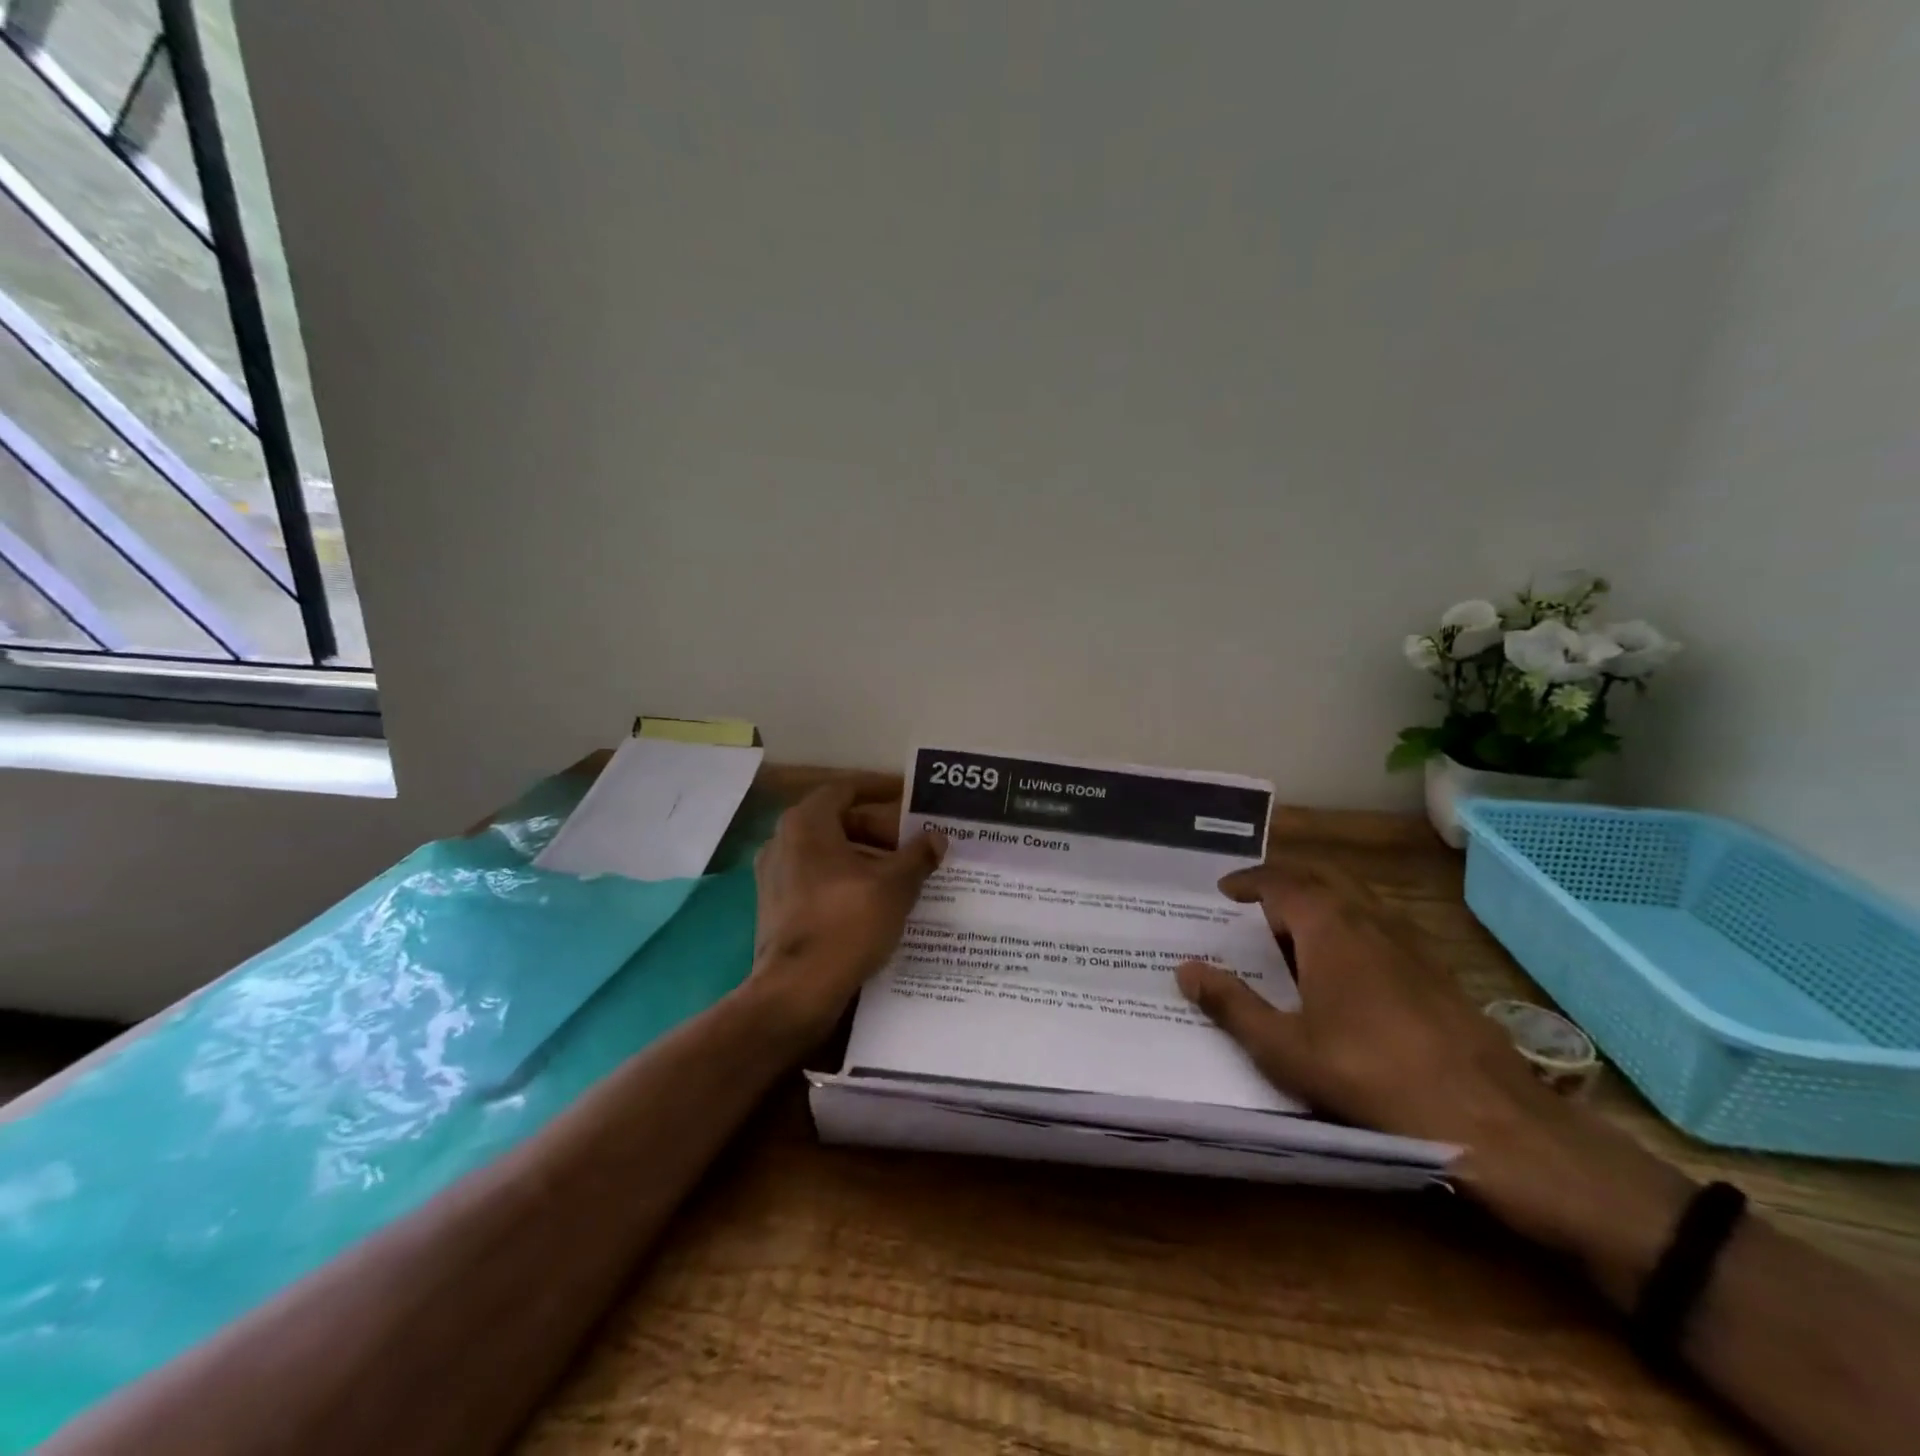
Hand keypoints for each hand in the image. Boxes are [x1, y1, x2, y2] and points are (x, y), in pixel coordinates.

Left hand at [744, 778, 945, 1048]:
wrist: (796, 991)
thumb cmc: (846, 924)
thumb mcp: (894, 886)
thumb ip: (918, 856)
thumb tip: (936, 837)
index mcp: (806, 823)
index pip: (846, 789)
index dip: (880, 790)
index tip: (908, 798)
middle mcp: (783, 841)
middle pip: (838, 822)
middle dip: (878, 830)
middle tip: (913, 844)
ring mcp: (774, 876)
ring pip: (829, 855)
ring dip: (865, 859)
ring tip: (903, 874)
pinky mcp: (775, 908)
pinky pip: (817, 881)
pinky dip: (847, 882)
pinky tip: (876, 903)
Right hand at [1177, 859, 1692, 1300]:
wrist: (1490, 1120)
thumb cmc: (1373, 1077)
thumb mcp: (1286, 1049)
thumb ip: (1232, 1005)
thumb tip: (1185, 969)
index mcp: (1329, 927)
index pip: (1280, 882)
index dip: (1248, 881)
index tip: (1223, 891)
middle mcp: (1369, 920)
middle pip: (1319, 879)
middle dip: (1282, 883)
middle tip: (1251, 904)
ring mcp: (1409, 942)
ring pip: (1353, 901)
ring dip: (1317, 903)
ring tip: (1289, 933)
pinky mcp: (1434, 969)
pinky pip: (1378, 926)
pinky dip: (1347, 927)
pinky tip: (1343, 969)